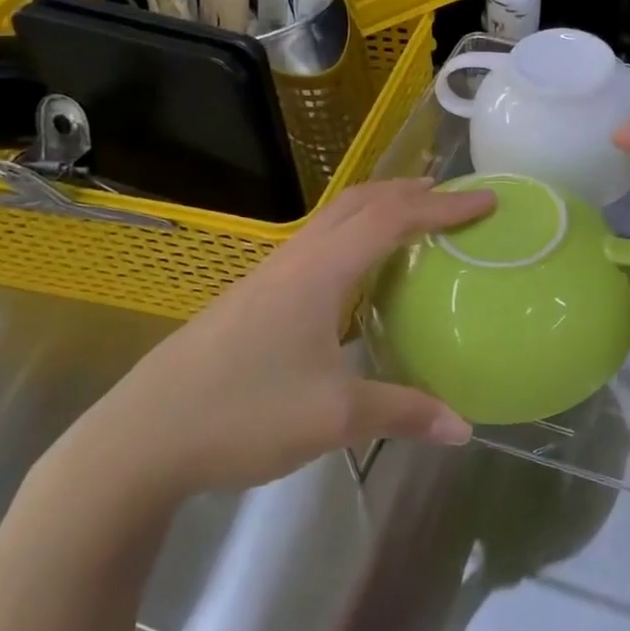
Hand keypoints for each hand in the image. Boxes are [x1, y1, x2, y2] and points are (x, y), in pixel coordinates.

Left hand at [43, 179, 495, 519]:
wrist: (140, 439)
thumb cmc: (244, 413)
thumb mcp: (335, 417)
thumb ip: (405, 412)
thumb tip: (464, 429)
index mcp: (320, 271)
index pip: (393, 219)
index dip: (445, 206)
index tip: (488, 200)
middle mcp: (295, 260)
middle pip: (359, 202)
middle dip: (409, 191)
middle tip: (452, 195)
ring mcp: (268, 277)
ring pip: (333, 221)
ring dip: (377, 210)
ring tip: (413, 221)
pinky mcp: (253, 299)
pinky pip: (317, 247)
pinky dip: (353, 239)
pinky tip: (358, 277)